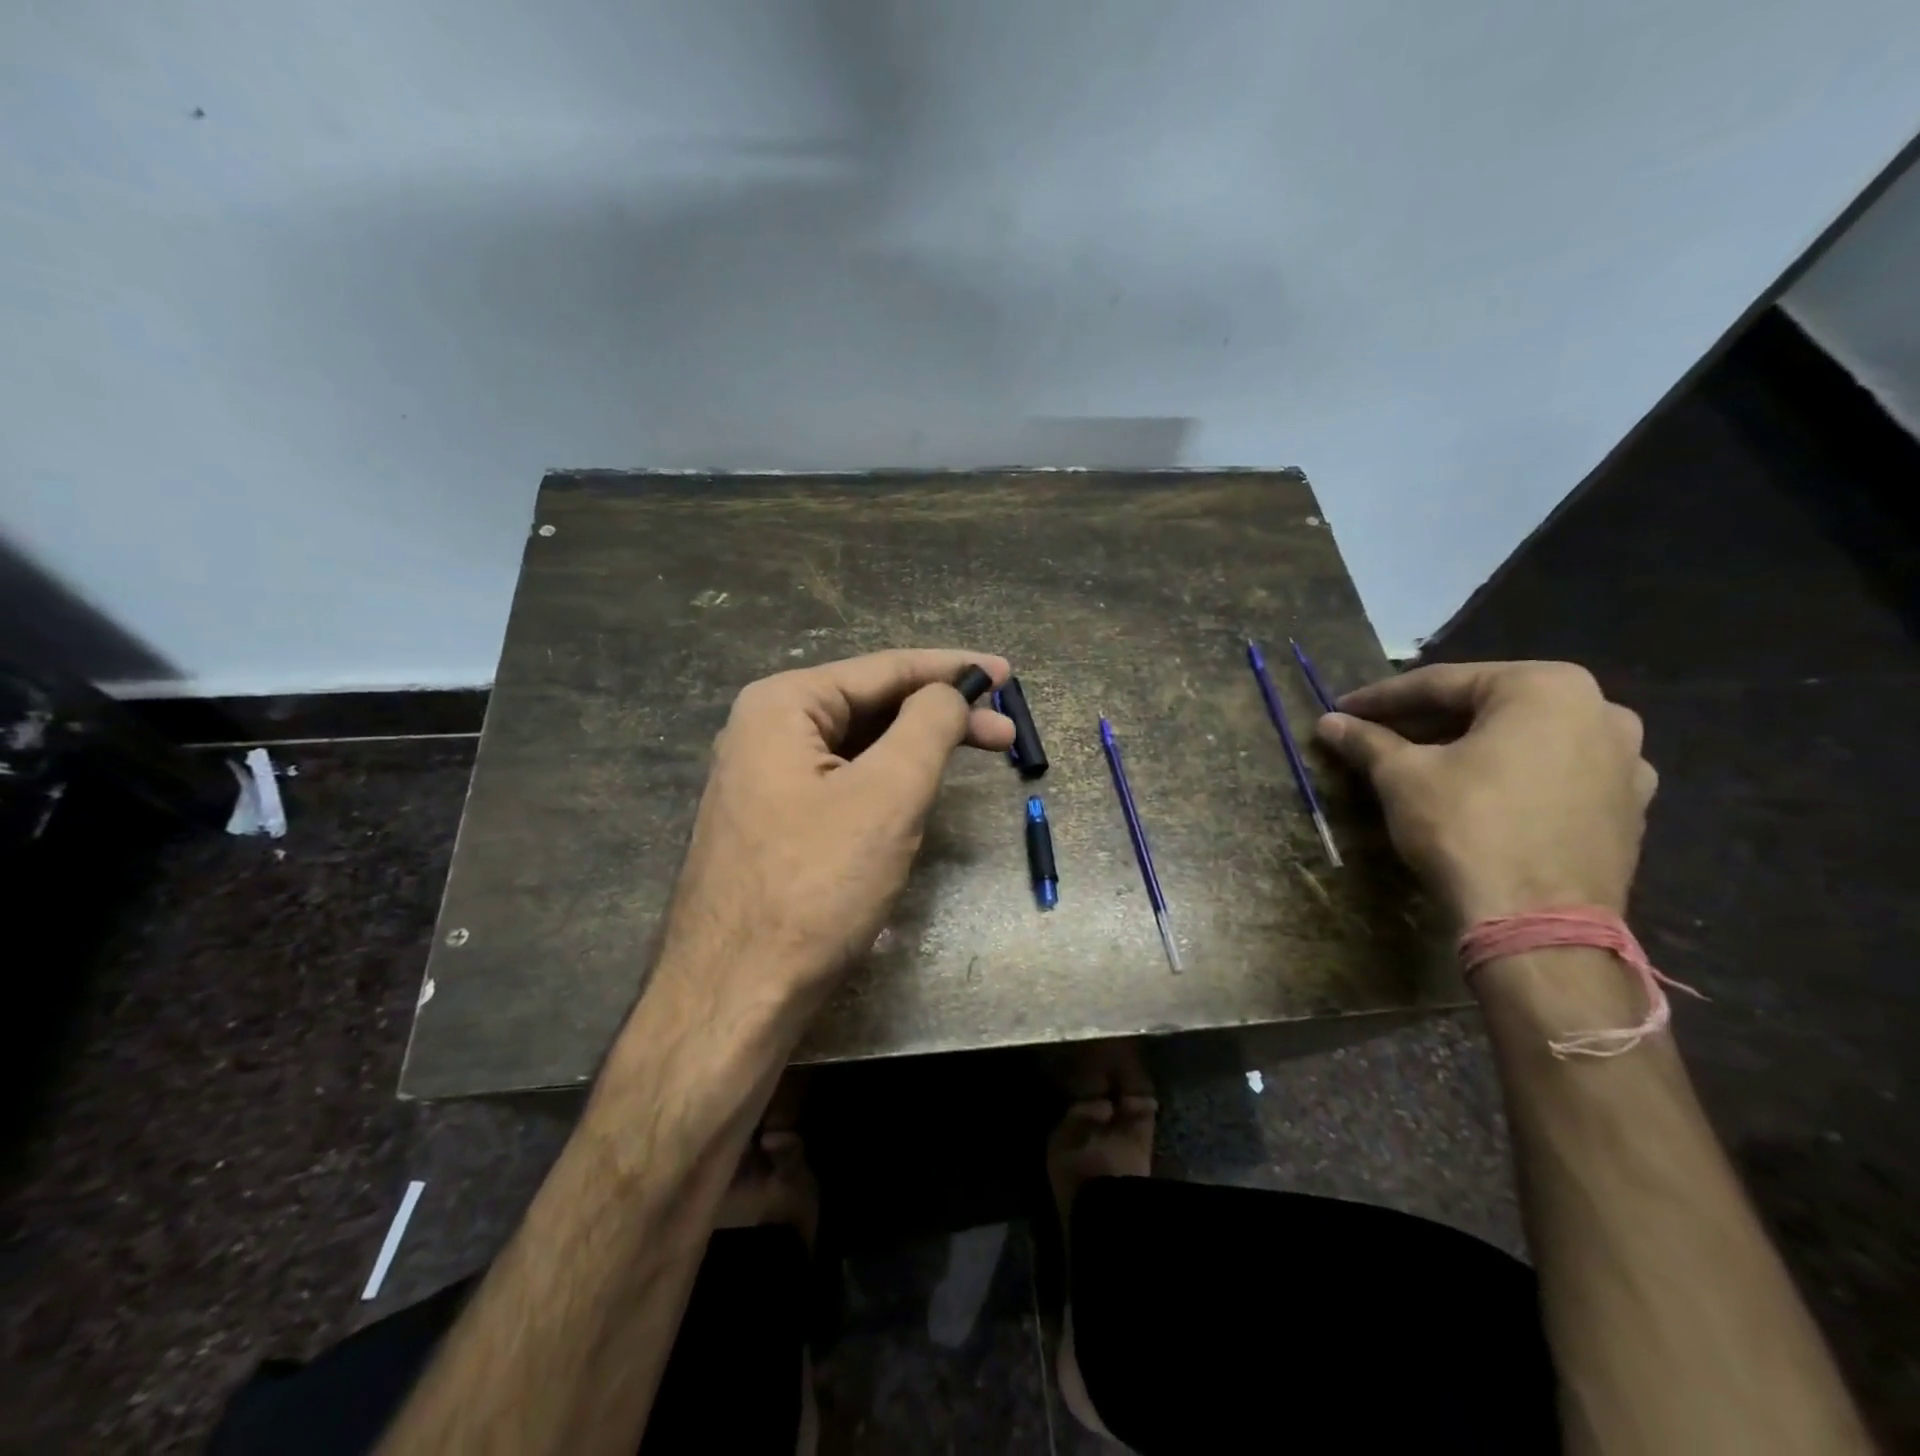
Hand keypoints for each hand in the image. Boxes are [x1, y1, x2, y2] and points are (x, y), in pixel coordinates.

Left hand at [655, 649, 1013, 1012]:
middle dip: (940, 715)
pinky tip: (918, 792)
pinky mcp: (773, 822)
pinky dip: (888, 781)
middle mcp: (765, 730)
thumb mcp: (888, 795)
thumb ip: (928, 726)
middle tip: (1004, 732)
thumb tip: (951, 693)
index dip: (951, 669)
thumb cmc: (816, 886)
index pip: (884, 668)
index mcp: (783, 705)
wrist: (736, 993)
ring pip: (859, 747)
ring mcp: (764, 779)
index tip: (1006, 673)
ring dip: (917, 749)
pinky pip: (842, 782)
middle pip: (871, 705)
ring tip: (973, 757)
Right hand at [1314, 661, 1656, 923]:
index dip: (1382, 698)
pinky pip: (1553, 774)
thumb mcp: (1402, 777)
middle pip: (1488, 708)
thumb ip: (1367, 741)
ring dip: (1469, 746)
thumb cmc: (1466, 827)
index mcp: (1546, 687)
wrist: (1538, 923)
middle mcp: (1601, 710)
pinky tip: (1474, 793)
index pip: (1442, 684)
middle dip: (1427, 722)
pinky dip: (1509, 775)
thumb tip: (1328, 722)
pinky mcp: (1627, 808)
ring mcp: (1626, 761)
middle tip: (1376, 735)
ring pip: (1524, 740)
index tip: (1343, 710)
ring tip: (1421, 763)